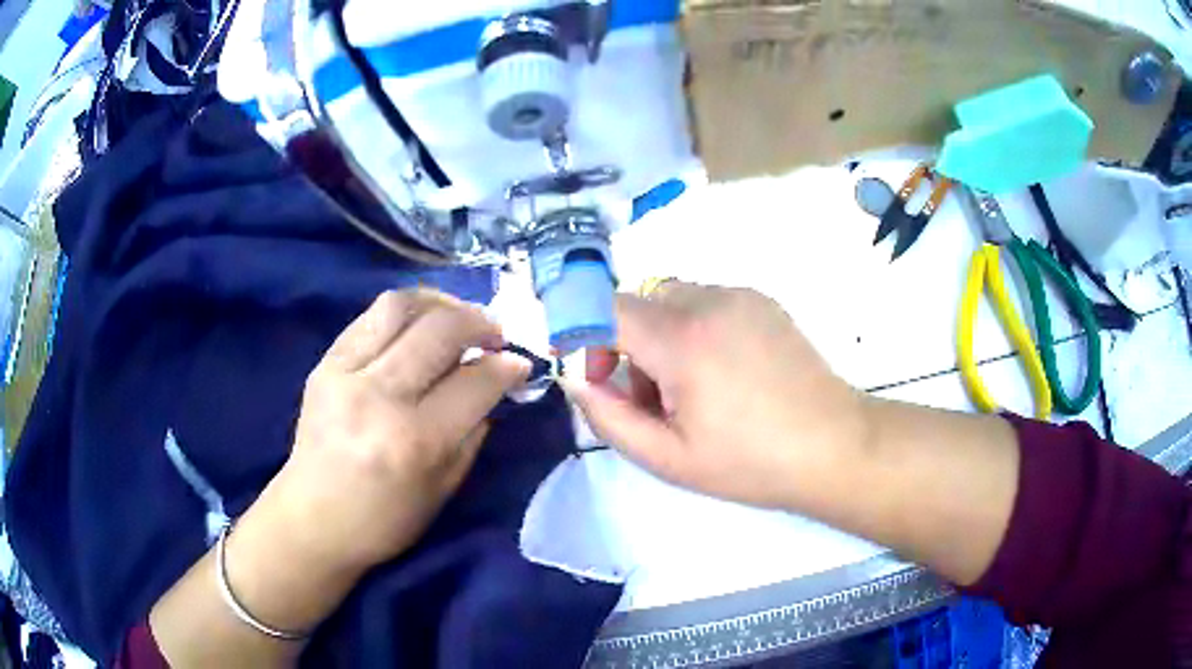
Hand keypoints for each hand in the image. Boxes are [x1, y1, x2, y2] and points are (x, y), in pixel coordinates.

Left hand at [254, 289, 530, 573]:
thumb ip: (472, 435)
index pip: (474, 382)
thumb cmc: (383, 521)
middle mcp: (379, 397)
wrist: (312, 520)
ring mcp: (345, 374)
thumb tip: (492, 386)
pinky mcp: (324, 364)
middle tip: (496, 335)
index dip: (507, 367)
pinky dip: (405, 313)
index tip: (521, 363)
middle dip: (481, 323)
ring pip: (401, 306)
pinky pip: (370, 317)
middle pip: (442, 331)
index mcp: (415, 441)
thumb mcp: (443, 491)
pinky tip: (419, 325)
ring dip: (442, 303)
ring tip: (458, 317)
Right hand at [566, 283, 873, 510]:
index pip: (605, 308)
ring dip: (662, 337)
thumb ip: (608, 416)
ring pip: (673, 300)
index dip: (585, 336)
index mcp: (682, 338)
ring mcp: (741, 296)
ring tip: (692, 389)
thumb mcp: (667, 457)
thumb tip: (574, 378)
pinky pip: (707, 302)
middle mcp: (710, 300)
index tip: (595, 377)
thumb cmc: (749, 462)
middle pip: (639, 303)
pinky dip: (695, 329)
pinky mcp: (764, 301)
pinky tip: (724, 373)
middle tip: (651, 398)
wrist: (833, 446)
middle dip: (627, 345)